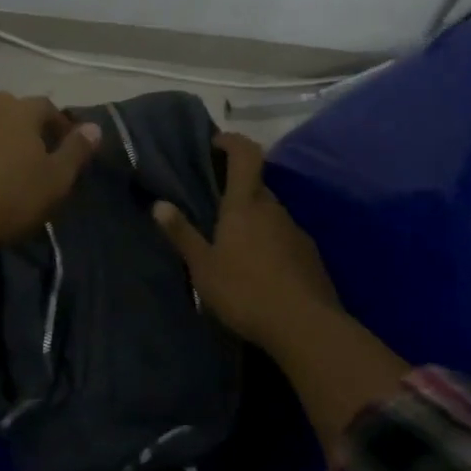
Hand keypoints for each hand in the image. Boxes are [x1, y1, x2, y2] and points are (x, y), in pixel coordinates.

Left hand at [0, 92, 101, 251]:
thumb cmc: (9, 198)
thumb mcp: (56, 180)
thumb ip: (76, 151)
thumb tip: (95, 127)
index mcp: (19, 111)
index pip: (46, 106)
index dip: (58, 124)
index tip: (65, 146)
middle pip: (8, 109)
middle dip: (20, 126)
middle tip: (29, 154)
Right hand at [153, 132, 340, 353]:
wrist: (307, 329)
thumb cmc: (245, 291)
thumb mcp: (203, 267)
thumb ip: (182, 234)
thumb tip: (159, 204)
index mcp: (245, 204)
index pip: (245, 154)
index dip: (232, 141)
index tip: (216, 142)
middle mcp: (273, 209)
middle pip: (257, 185)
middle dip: (237, 189)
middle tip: (215, 206)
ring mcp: (296, 232)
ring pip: (271, 214)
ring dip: (254, 219)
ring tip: (234, 244)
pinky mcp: (311, 257)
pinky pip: (284, 238)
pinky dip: (270, 243)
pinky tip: (259, 269)